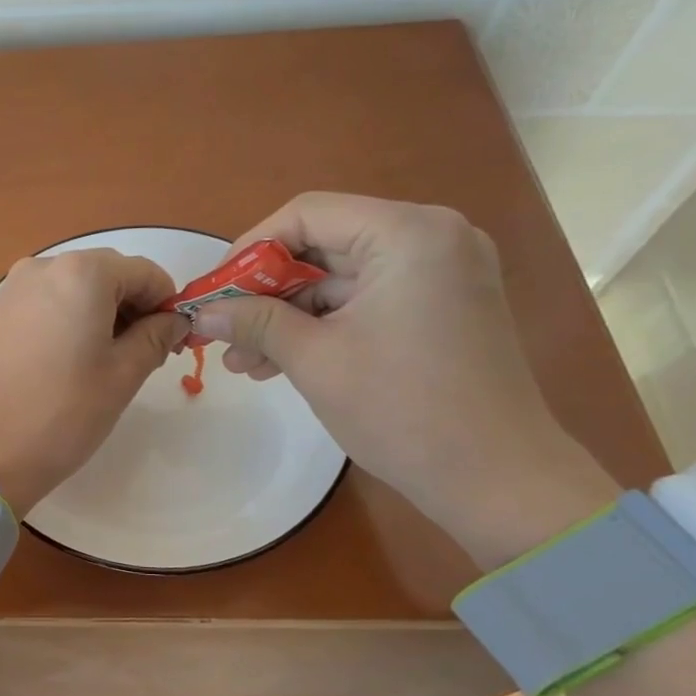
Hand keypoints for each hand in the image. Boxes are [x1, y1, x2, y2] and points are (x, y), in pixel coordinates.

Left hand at [0, 249, 188, 512]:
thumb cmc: (63, 412)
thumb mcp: (123, 375)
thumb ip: (156, 336)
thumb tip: (175, 320)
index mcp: (82, 272)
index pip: (145, 273)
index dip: (167, 305)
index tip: (174, 344)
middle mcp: (45, 266)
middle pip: (110, 275)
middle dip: (135, 309)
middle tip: (144, 358)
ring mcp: (15, 288)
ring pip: (78, 289)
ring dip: (104, 315)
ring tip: (108, 365)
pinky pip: (50, 303)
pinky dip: (73, 320)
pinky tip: (74, 361)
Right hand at [189, 193, 618, 565]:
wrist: (497, 480)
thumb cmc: (402, 410)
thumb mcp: (314, 360)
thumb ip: (253, 322)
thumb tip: (198, 314)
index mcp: (407, 233)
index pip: (306, 215)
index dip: (249, 249)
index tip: (213, 292)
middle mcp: (431, 237)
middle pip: (323, 245)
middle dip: (266, 292)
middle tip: (223, 332)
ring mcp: (441, 272)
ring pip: (340, 278)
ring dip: (288, 316)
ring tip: (243, 362)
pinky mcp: (441, 306)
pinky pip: (365, 301)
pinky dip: (323, 327)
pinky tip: (280, 362)